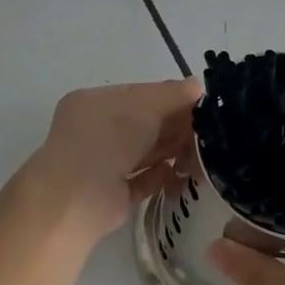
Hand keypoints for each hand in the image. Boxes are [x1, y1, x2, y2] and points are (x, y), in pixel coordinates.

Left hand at [27, 79, 201, 243]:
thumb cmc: (108, 139)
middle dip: (176, 127)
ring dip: (173, 152)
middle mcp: (97, 131)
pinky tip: (181, 175)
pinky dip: (162, 177)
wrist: (76, 199)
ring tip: (201, 156)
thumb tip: (196, 85)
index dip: (170, 98)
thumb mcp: (144, 105)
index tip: (201, 105)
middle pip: (145, 124)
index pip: (139, 95)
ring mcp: (103, 164)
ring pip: (146, 152)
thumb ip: (173, 94)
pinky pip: (143, 180)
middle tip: (208, 133)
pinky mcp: (113, 195)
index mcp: (95, 103)